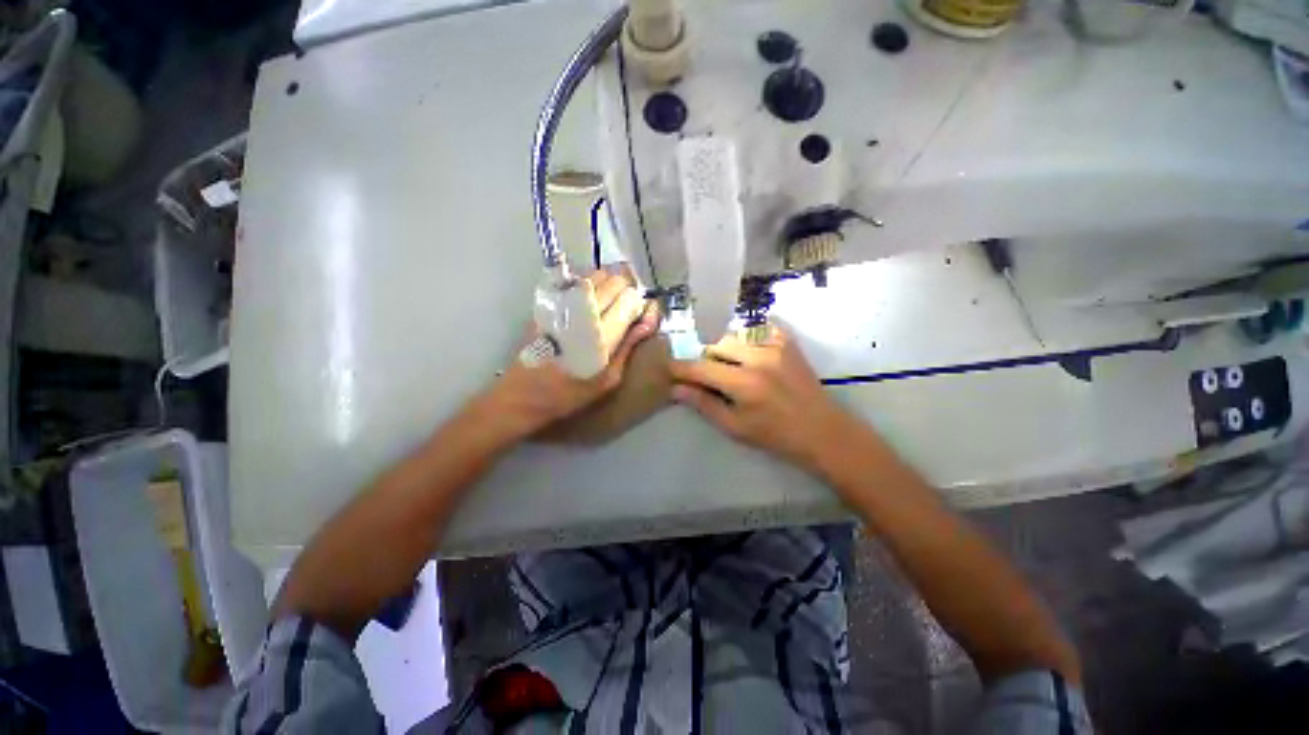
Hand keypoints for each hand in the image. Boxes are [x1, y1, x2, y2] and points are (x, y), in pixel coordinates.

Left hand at [478, 268, 659, 441]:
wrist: (523, 393)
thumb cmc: (570, 393)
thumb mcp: (607, 379)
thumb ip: (628, 347)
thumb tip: (646, 322)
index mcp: (600, 332)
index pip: (630, 298)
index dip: (640, 304)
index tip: (641, 316)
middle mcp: (582, 310)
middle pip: (614, 280)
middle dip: (627, 290)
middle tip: (627, 307)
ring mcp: (562, 302)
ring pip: (596, 275)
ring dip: (609, 284)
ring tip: (610, 303)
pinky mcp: (548, 302)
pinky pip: (576, 280)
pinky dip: (590, 284)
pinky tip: (589, 302)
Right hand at [669, 323, 854, 468]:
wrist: (823, 430)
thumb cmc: (776, 435)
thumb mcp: (735, 427)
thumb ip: (704, 404)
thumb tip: (676, 389)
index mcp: (744, 383)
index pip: (701, 368)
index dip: (681, 368)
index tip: (668, 368)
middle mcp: (758, 358)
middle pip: (716, 346)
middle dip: (707, 361)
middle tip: (711, 378)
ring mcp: (775, 346)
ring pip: (734, 336)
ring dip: (726, 350)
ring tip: (733, 368)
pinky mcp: (787, 342)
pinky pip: (757, 329)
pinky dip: (747, 340)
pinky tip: (751, 356)